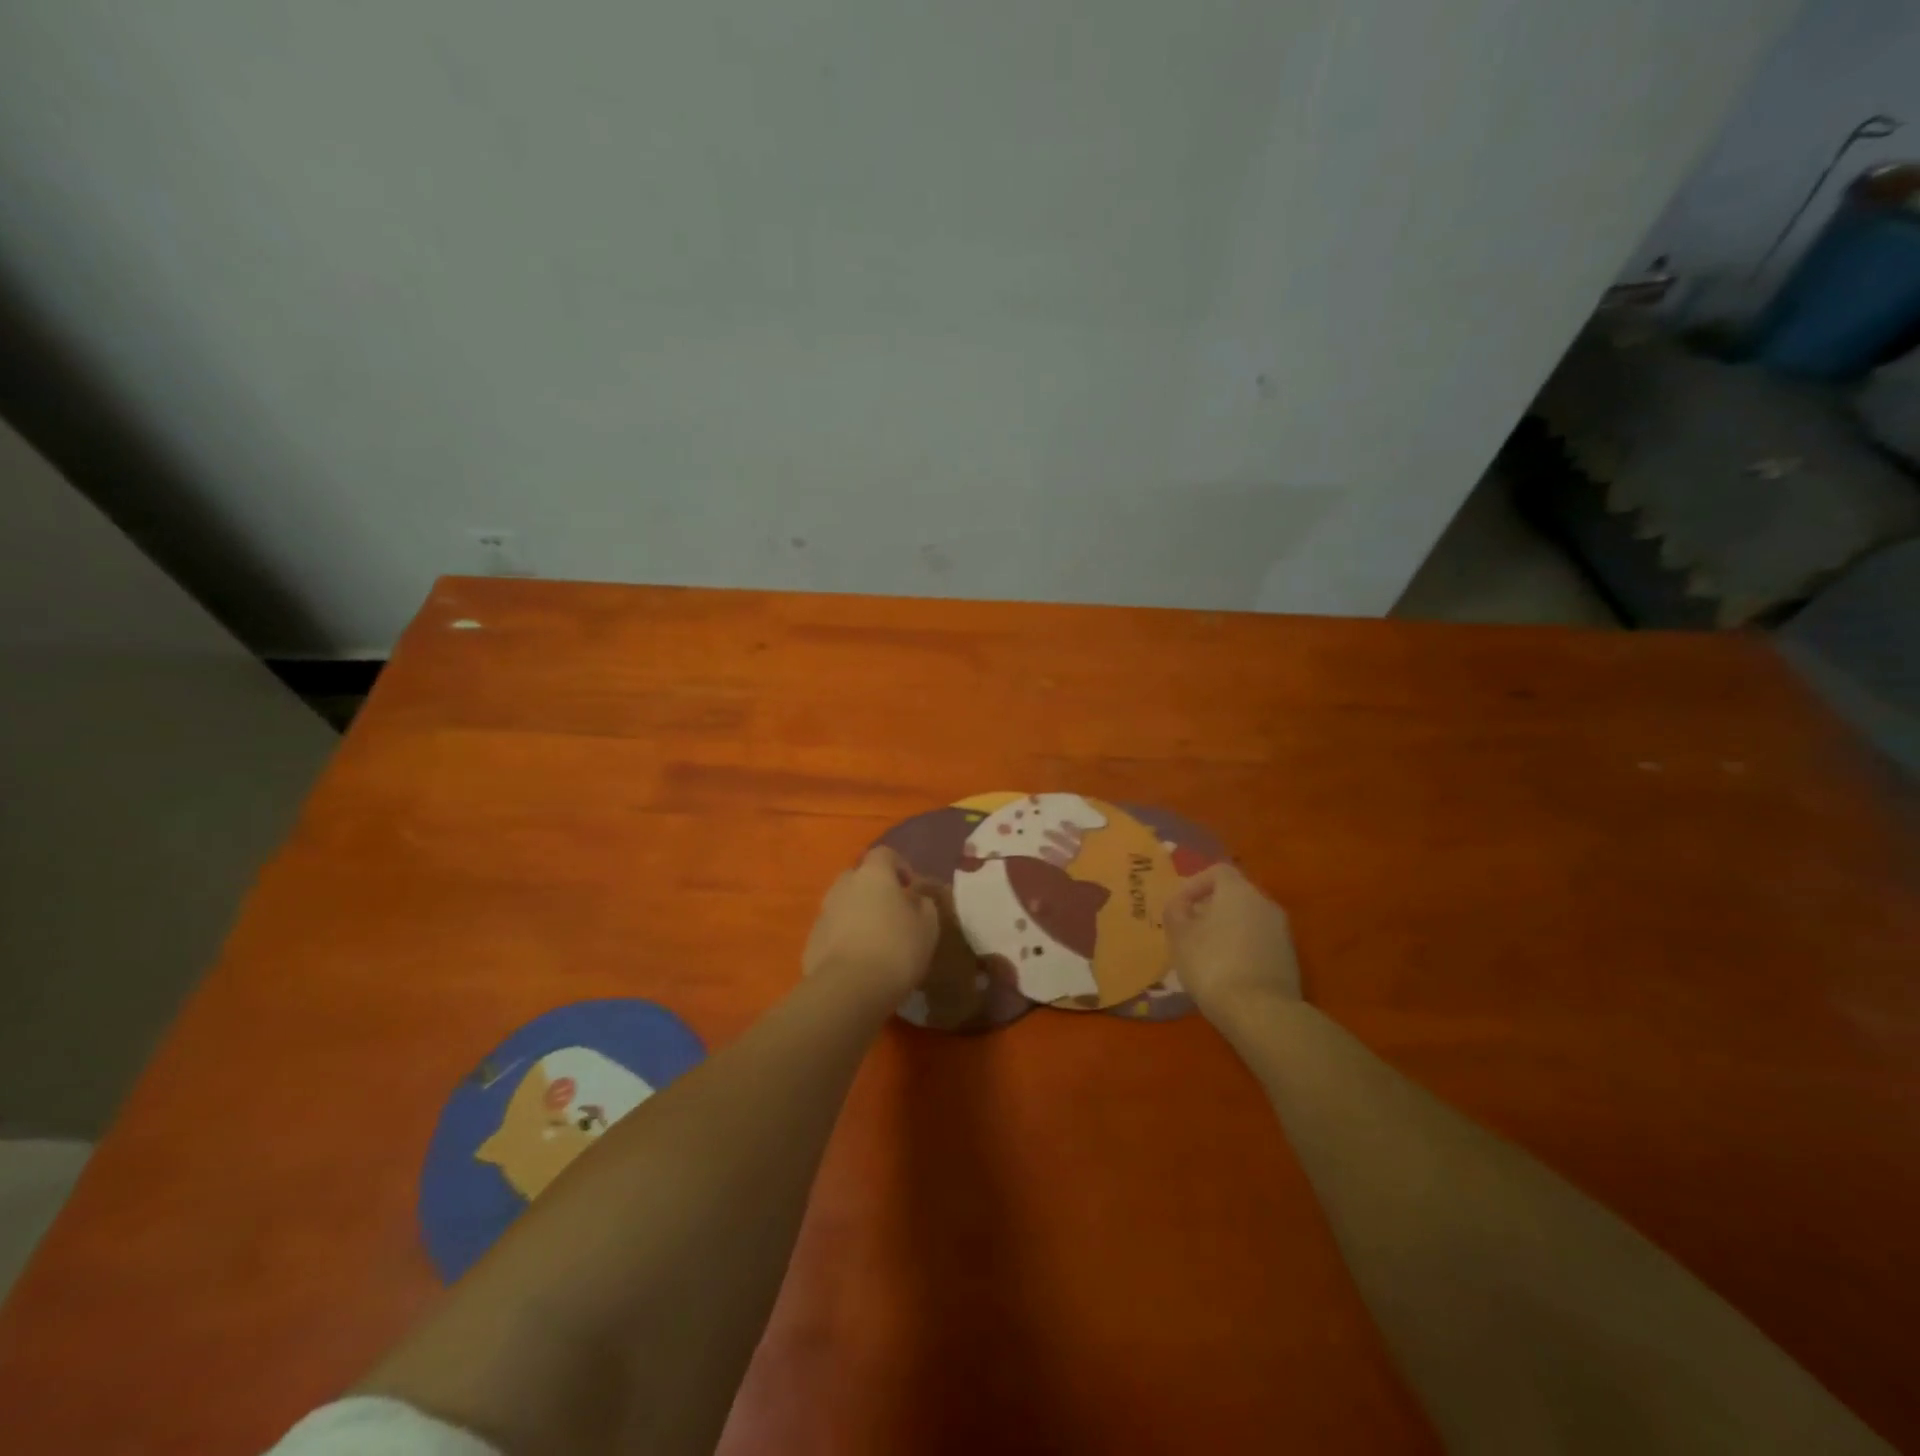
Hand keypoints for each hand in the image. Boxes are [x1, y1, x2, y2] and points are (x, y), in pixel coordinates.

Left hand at [803, 847, 939, 1001]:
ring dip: (857, 913)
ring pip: (842, 904)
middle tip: (891, 912)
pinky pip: (832, 930)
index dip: (899, 865)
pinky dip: (843, 937)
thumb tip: (917, 899)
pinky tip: (857, 960)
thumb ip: (924, 906)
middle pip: (858, 876)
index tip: (910, 887)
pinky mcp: (811, 941)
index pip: (884, 854)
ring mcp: (823, 913)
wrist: (848, 988)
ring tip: (874, 939)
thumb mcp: (927, 927)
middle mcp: (843, 886)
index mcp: (873, 875)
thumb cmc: (896, 949)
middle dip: (873, 889)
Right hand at [1163, 864, 1300, 1021]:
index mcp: (1239, 891)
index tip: (1179, 907)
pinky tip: (1226, 971)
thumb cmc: (1212, 964)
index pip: (1218, 871)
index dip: (1195, 884)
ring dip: (1226, 929)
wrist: (1261, 1012)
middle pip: (1234, 895)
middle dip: (1209, 908)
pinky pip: (1259, 942)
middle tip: (1188, 930)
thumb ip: (1175, 912)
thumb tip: (1180, 905)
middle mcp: (1265, 904)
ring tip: (1204, 953)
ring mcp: (1282, 932)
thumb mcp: (1179, 936)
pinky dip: (1241, 948)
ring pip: (1248, 919)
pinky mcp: (1289, 959)